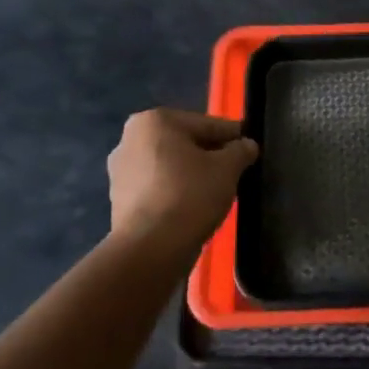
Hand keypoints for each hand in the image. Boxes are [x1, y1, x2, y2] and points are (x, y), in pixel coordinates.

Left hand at [107, 109, 258, 246]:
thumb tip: (247, 145)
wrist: (150, 248)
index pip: (207, 124)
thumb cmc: (190, 195)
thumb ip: (241, 151)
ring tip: (216, 191)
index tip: (250, 147)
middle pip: (185, 142)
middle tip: (235, 171)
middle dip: (210, 155)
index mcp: (156, 120)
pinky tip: (194, 205)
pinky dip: (175, 191)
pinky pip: (157, 186)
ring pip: (170, 165)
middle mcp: (130, 138)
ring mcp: (120, 170)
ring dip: (192, 173)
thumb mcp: (228, 168)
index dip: (233, 137)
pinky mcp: (119, 198)